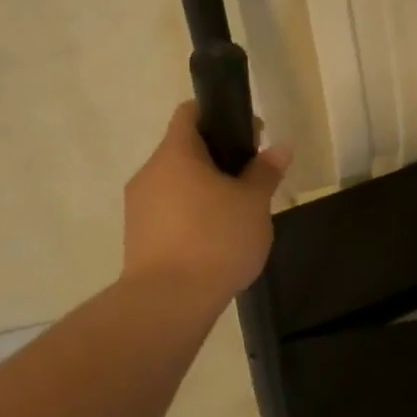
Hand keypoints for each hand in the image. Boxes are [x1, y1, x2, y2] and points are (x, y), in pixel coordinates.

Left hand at [122, 102, 292, 300]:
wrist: (167, 303)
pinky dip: (191, 217)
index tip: (247, 133)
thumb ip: (265, 171)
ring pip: (176, 184)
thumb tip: (279, 148)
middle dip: (218, 158)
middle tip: (251, 178)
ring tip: (236, 215)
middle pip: (184, 150)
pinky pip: (168, 214)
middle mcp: (149, 173)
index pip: (190, 113)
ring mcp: (138, 207)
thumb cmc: (215, 239)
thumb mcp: (253, 203)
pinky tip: (215, 241)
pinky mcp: (137, 239)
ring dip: (204, 190)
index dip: (219, 114)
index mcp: (175, 153)